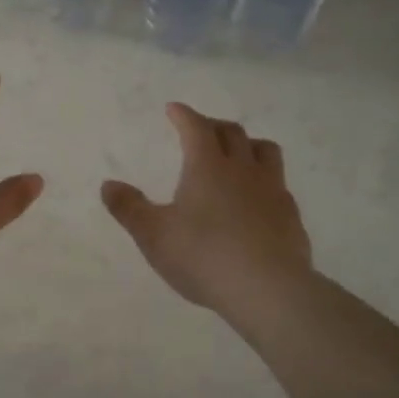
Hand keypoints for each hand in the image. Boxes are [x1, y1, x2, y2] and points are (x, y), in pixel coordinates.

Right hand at [101, 102, 313, 316]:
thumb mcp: (153, 235)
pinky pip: (278, 183)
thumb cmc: (202, 257)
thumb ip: (129, 208)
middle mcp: (243, 169)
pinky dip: (263, 178)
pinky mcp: (290, 214)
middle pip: (232, 133)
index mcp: (207, 167)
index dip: (183, 115)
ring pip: (264, 150)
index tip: (174, 108)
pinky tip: (256, 197)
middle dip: (213, 125)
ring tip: (236, 153)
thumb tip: (108, 184)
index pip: (196, 128)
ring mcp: (272, 190)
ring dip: (247, 144)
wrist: (267, 289)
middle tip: (200, 129)